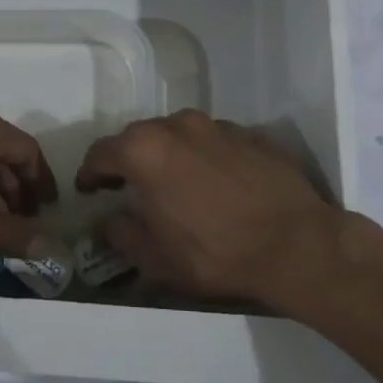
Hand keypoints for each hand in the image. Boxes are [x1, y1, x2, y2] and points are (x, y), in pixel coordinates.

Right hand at [75, 110, 351, 309]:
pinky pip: (212, 142)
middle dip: (128, 161)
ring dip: (167, 155)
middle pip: (138, 138)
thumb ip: (121, 234)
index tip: (88, 190)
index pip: (101, 153)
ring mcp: (217, 126)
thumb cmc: (214, 252)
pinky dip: (203, 157)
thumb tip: (110, 222)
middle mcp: (177, 125)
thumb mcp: (155, 257)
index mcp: (145, 150)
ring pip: (177, 135)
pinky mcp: (249, 134)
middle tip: (127, 187)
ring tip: (173, 184)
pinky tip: (214, 184)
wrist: (294, 244)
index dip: (89, 173)